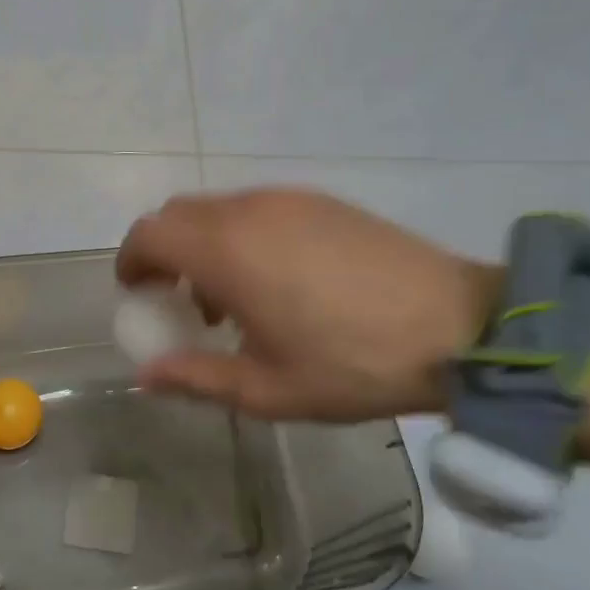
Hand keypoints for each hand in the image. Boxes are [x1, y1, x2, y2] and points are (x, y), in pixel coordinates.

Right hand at [116, 189, 497, 420]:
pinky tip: (277, 280)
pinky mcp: (322, 200)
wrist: (457, 326)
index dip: (131, 261)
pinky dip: (241, 235)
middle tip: (180, 301)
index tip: (138, 295)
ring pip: (219, 209)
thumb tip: (146, 374)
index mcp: (227, 251)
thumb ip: (196, 378)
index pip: (150, 233)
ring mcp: (289, 199)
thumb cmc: (353, 364)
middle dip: (165, 252)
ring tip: (232, 299)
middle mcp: (250, 211)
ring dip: (204, 244)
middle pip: (179, 214)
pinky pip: (258, 208)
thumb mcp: (268, 390)